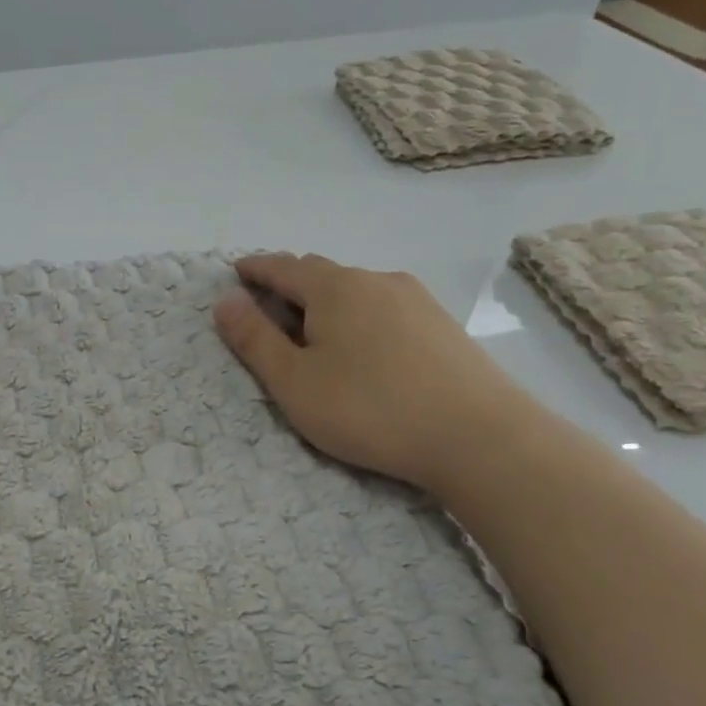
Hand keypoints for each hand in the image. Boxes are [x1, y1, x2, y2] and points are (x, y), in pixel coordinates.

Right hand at [213, 253, 534, 491]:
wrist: (480, 438)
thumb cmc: (369, 409)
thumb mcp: (293, 381)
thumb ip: (253, 339)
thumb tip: (225, 300)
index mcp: (335, 288)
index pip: (282, 267)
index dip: (255, 269)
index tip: (236, 272)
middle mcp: (376, 280)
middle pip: (320, 274)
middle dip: (289, 286)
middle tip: (268, 311)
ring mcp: (416, 300)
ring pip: (356, 291)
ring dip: (326, 303)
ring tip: (315, 335)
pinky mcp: (442, 325)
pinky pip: (384, 308)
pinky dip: (359, 318)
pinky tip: (364, 350)